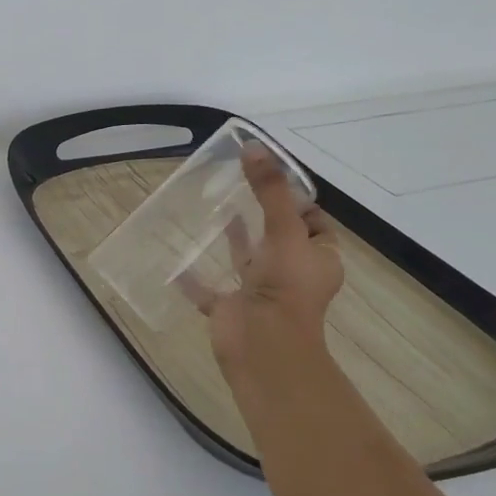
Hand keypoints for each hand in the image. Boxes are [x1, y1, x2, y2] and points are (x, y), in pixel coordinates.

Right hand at [184, 146, 344, 382]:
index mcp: (317, 260)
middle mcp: (291, 275)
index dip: (298, 202)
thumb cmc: (285, 288)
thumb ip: (269, 191)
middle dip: (261, 217)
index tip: (272, 180)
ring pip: (246, 261)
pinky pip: (210, 289)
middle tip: (237, 187)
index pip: (314, 224)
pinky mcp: (231, 308)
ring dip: (233, 241)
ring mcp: (259, 292)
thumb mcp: (284, 231)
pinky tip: (178, 262)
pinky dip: (195, 278)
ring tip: (214, 212)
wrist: (263, 347)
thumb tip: (254, 147)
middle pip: (278, 240)